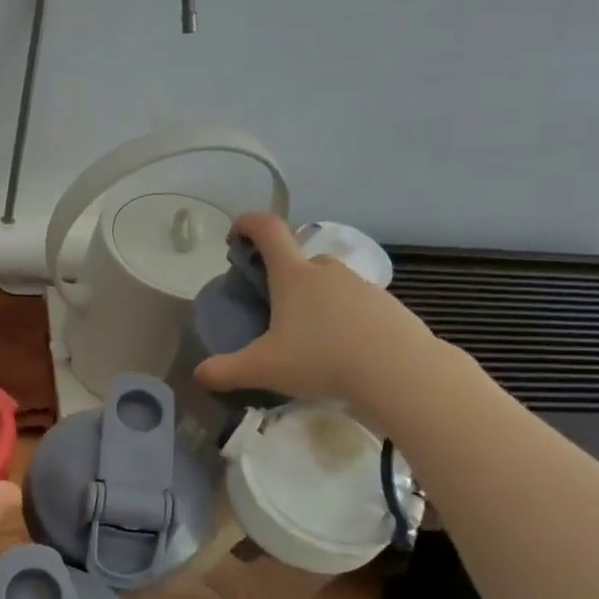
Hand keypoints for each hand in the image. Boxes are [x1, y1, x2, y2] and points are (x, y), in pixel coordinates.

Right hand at [194, 212, 447, 430]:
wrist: (400, 372)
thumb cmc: (322, 360)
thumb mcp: (264, 369)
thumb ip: (225, 371)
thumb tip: (198, 375)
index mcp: (293, 275)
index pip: (268, 229)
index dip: (247, 224)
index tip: (235, 238)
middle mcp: (327, 271)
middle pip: (299, 260)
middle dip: (282, 277)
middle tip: (273, 310)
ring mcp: (362, 286)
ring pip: (330, 282)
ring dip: (315, 300)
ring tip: (309, 338)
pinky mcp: (388, 306)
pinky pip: (356, 304)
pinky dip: (344, 319)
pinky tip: (343, 351)